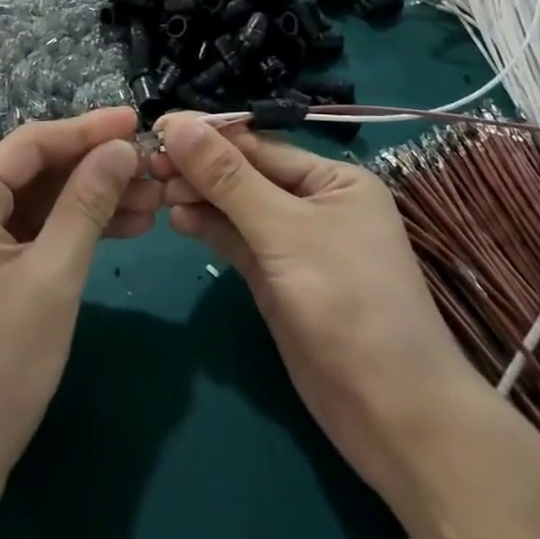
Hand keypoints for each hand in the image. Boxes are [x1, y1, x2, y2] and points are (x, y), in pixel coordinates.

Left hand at [0, 108, 151, 514]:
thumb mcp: (52, 278)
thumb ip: (86, 205)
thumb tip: (119, 149)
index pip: (31, 143)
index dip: (88, 129)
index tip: (138, 121)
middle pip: (35, 172)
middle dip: (95, 169)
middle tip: (154, 171)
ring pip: (37, 205)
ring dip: (90, 201)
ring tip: (152, 203)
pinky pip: (30, 236)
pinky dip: (71, 233)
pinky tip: (121, 230)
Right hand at [154, 115, 487, 503]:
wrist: (391, 413)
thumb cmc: (349, 303)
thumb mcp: (286, 232)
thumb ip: (229, 179)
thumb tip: (180, 125)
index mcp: (333, 180)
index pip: (260, 146)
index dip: (208, 136)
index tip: (158, 127)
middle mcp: (314, 203)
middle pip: (245, 175)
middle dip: (199, 168)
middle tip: (147, 164)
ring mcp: (294, 243)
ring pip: (236, 208)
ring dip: (198, 197)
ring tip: (156, 191)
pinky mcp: (276, 278)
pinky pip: (236, 241)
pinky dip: (208, 228)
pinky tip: (177, 219)